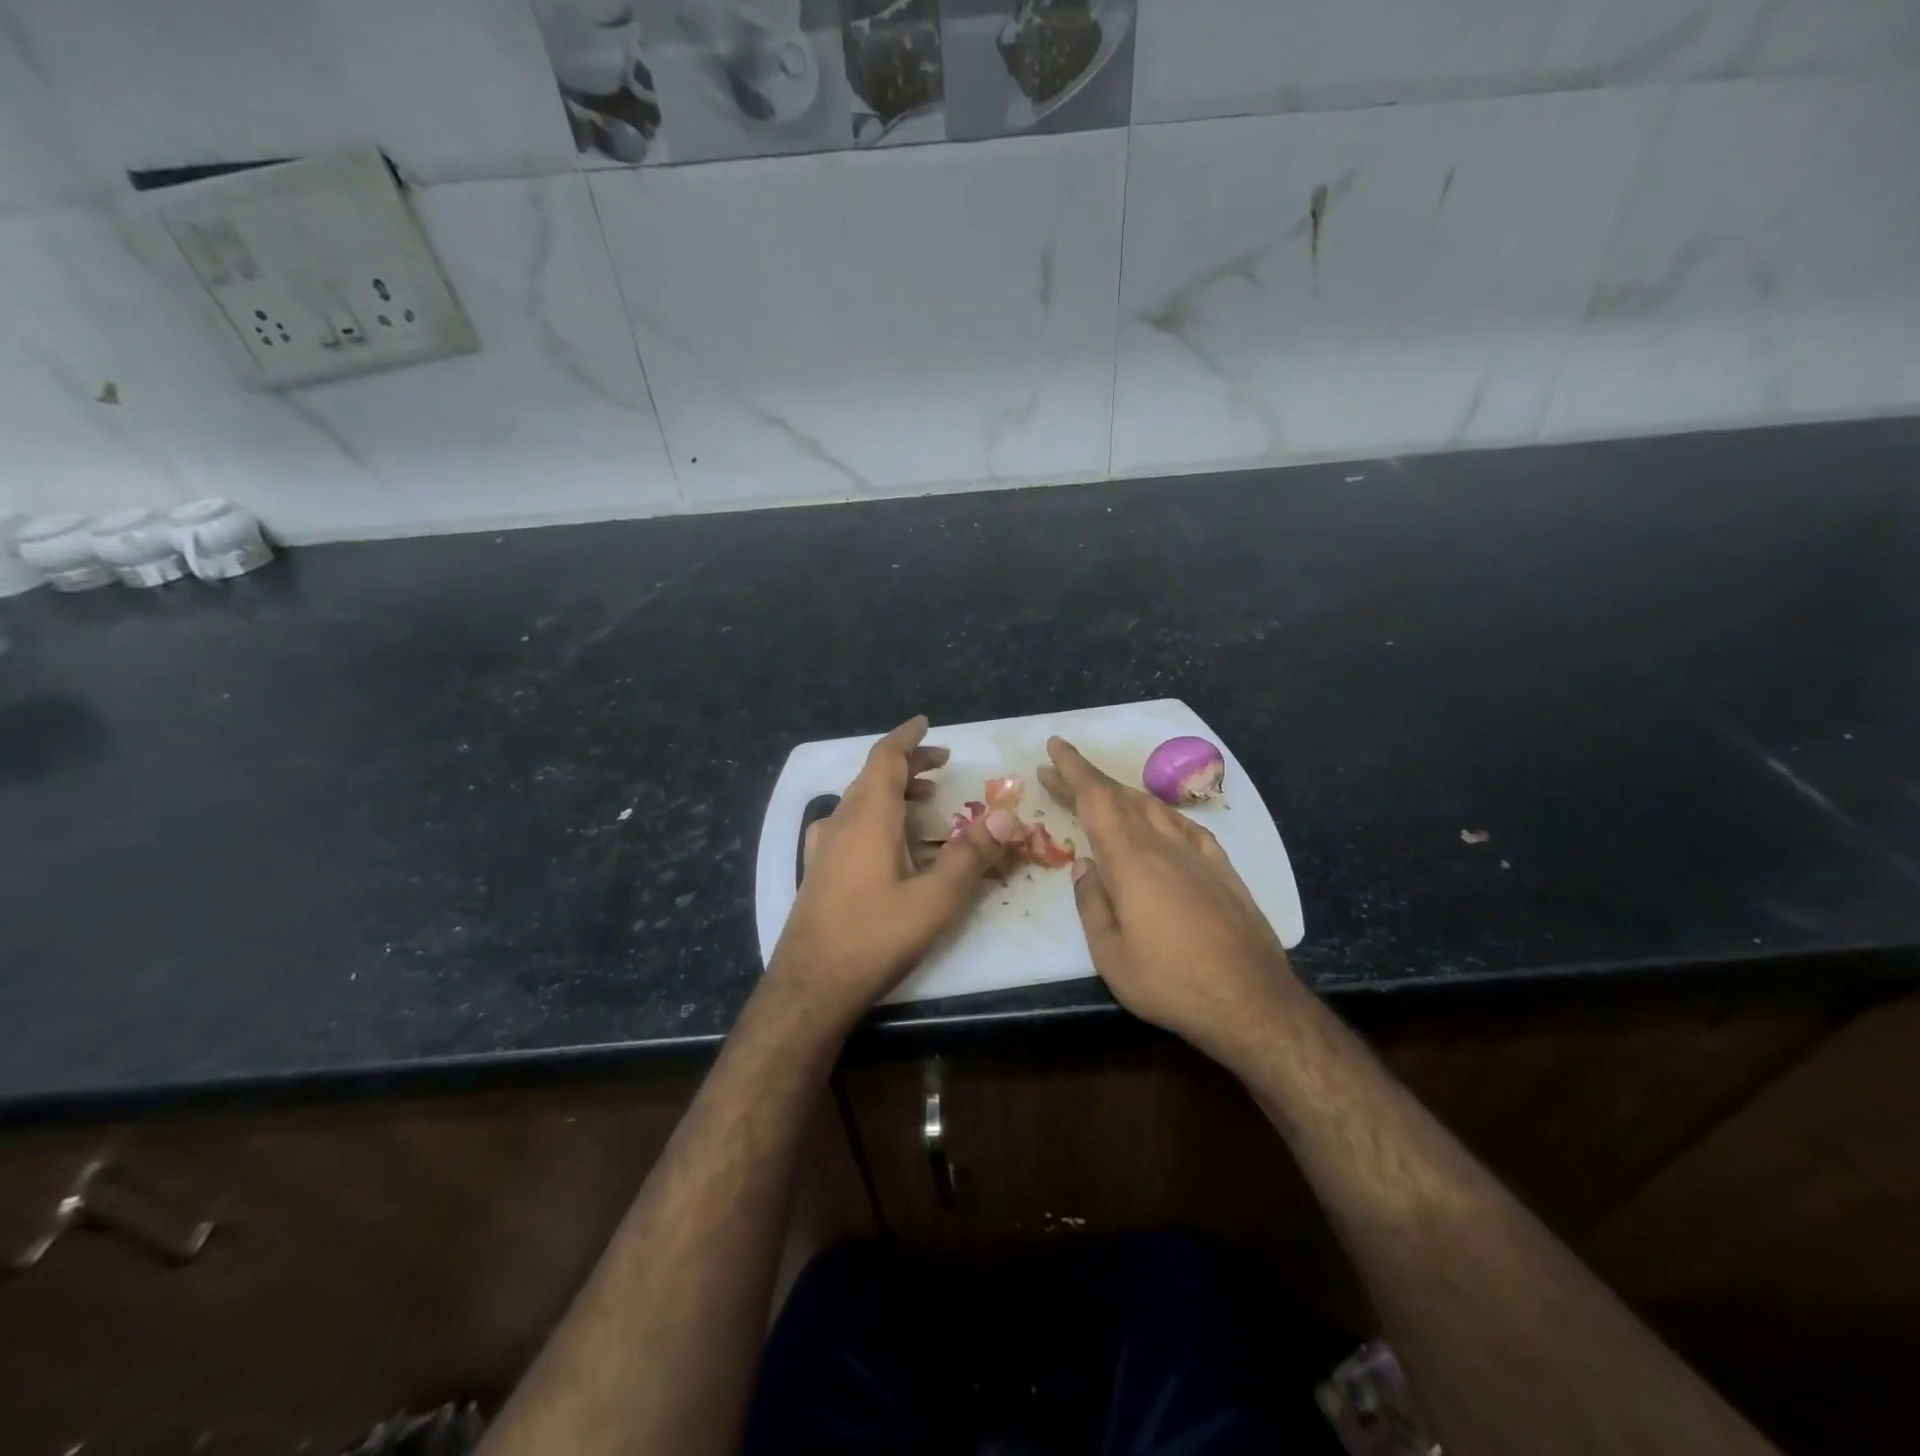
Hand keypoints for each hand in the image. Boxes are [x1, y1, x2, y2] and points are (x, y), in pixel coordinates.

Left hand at [767, 716, 1021, 1027]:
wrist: (811, 986)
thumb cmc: (875, 937)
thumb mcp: (936, 899)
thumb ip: (973, 854)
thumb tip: (1009, 816)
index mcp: (869, 817)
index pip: (886, 758)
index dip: (907, 737)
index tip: (927, 724)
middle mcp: (841, 821)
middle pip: (873, 776)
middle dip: (908, 765)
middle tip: (942, 765)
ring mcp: (823, 846)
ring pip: (859, 800)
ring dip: (892, 790)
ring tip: (925, 800)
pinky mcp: (816, 870)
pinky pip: (848, 824)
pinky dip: (875, 815)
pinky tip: (888, 841)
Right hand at [1039, 737, 1301, 1065]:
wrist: (1252, 1002)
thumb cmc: (1170, 982)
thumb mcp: (1110, 954)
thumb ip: (1092, 904)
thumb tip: (1084, 867)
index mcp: (1131, 860)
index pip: (1096, 799)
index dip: (1073, 770)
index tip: (1055, 746)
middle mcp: (1164, 845)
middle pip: (1121, 798)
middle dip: (1088, 780)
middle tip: (1059, 772)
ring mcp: (1199, 855)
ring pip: (1154, 808)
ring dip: (1122, 794)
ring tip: (1101, 794)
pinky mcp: (1224, 871)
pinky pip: (1186, 827)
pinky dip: (1162, 815)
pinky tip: (1160, 821)